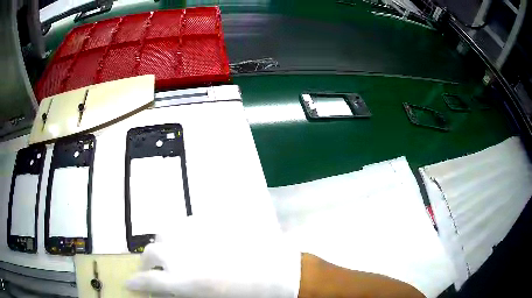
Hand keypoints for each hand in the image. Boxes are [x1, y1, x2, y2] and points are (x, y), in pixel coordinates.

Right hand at [126, 216, 301, 297]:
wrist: (277, 271)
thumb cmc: (246, 295)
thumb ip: (184, 292)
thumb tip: (168, 289)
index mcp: (182, 280)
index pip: (148, 280)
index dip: (136, 283)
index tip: (129, 284)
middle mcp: (181, 254)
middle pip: (151, 253)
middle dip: (145, 263)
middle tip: (148, 270)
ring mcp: (194, 234)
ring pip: (163, 233)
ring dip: (160, 244)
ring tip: (166, 253)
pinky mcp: (209, 222)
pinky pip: (185, 223)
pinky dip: (180, 233)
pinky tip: (188, 240)